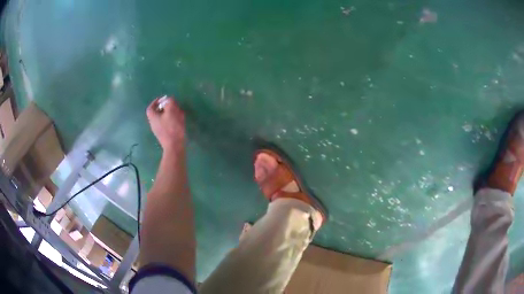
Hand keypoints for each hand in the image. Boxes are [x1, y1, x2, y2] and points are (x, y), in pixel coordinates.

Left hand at [146, 97, 185, 151]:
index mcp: (153, 117)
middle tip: (173, 104)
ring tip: (178, 111)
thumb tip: (169, 99)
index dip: (156, 101)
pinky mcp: (165, 135)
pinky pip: (167, 124)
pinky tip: (180, 120)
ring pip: (163, 118)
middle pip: (157, 112)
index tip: (164, 99)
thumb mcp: (171, 111)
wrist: (174, 146)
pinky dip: (172, 120)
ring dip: (170, 113)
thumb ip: (169, 102)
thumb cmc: (172, 128)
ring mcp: (159, 130)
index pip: (151, 107)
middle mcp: (153, 123)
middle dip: (165, 107)